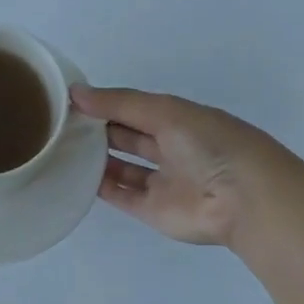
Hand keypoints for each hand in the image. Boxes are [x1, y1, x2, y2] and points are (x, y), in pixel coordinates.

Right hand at [71, 84, 288, 247]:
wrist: (244, 199)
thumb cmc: (209, 144)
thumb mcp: (165, 111)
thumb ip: (119, 103)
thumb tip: (74, 93)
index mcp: (180, 120)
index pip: (136, 108)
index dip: (107, 103)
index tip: (71, 100)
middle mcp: (171, 149)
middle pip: (128, 137)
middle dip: (99, 129)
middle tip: (60, 123)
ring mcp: (162, 182)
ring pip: (123, 167)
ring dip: (97, 158)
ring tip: (62, 148)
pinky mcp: (153, 211)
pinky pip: (121, 196)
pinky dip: (100, 187)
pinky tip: (74, 176)